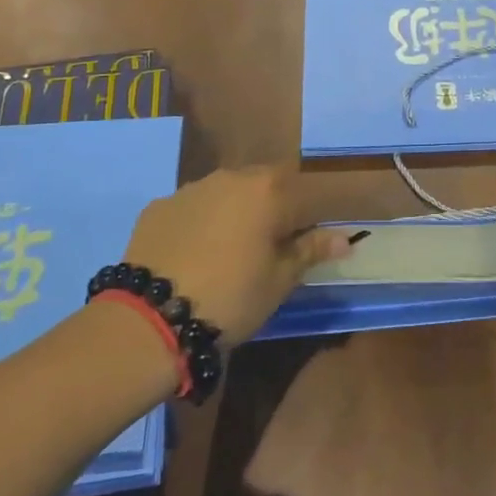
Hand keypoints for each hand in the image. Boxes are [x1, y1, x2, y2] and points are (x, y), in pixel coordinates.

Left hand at [121, 166, 349, 343]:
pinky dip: (199, 223)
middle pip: (264, 184)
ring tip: (228, 251)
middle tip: (270, 247)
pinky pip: (191, 208)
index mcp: (268, 191)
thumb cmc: (231, 298)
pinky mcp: (158, 206)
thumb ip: (311, 250)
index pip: (306, 196)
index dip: (311, 221)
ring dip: (235, 212)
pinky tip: (192, 254)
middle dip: (273, 208)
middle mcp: (231, 177)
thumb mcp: (279, 281)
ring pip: (226, 192)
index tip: (308, 246)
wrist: (150, 318)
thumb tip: (344, 237)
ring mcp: (190, 189)